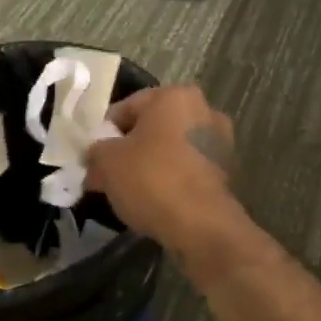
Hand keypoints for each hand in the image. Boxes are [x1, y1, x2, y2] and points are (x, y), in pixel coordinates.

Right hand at [86, 84, 237, 247]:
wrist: (201, 224)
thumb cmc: (152, 179)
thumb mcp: (107, 163)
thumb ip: (96, 153)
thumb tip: (95, 158)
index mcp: (175, 96)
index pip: (127, 107)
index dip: (105, 133)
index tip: (93, 158)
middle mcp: (204, 110)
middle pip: (153, 127)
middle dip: (130, 149)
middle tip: (109, 175)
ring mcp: (220, 141)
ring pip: (172, 149)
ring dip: (152, 164)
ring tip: (131, 191)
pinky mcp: (227, 170)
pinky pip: (189, 169)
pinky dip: (173, 179)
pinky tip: (157, 200)